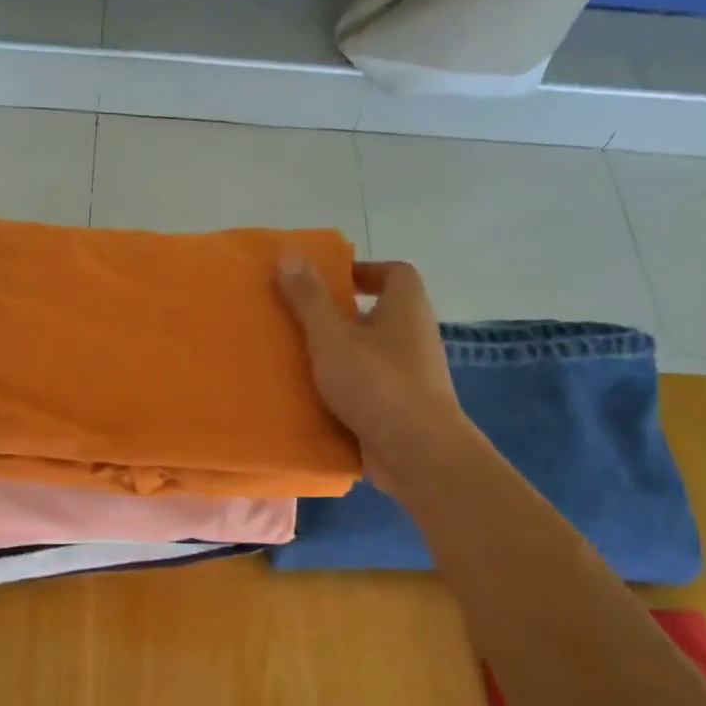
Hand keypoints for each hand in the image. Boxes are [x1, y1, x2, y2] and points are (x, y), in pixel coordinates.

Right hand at [277, 255, 469, 493]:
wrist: (417, 451)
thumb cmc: (376, 383)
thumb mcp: (332, 337)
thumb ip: (309, 299)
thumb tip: (288, 253)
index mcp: (407, 308)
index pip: (395, 273)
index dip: (364, 271)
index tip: (330, 282)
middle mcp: (416, 336)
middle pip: (381, 315)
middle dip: (344, 317)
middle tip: (302, 323)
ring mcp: (413, 376)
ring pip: (374, 355)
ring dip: (343, 356)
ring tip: (301, 363)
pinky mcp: (403, 409)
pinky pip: (372, 390)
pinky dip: (348, 391)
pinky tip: (316, 401)